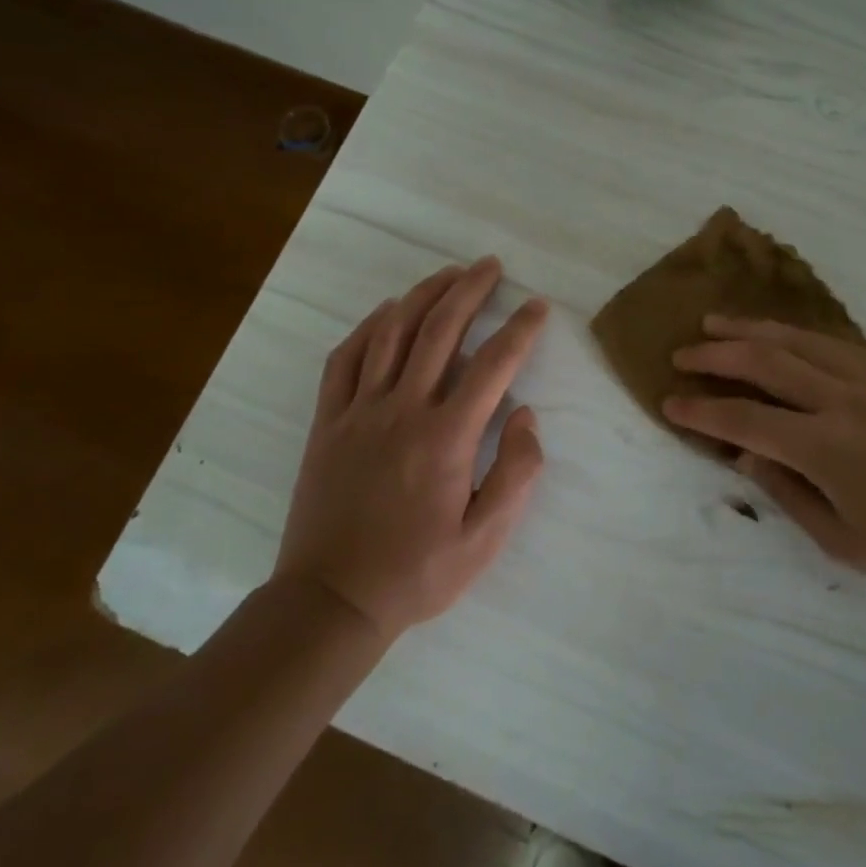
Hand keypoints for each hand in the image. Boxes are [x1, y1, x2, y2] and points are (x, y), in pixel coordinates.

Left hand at [274, 258, 549, 636]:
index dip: (520, 329)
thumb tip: (525, 416)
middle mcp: (402, 410)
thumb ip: (516, 474)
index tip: (537, 306)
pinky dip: (368, 327)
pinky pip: (345, 359)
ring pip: (391, 334)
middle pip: (439, 331)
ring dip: (422, 296)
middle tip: (490, 266)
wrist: (331, 600)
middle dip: (469, 290)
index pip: (493, 365)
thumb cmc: (417, 572)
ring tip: (447, 274)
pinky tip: (386, 312)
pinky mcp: (327, 423)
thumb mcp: (485, 539)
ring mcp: (358, 412)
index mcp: (446, 437)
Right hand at [664, 315, 865, 603]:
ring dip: (755, 329)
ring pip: (802, 340)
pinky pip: (839, 346)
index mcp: (827, 447)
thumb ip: (788, 493)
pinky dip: (802, 337)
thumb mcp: (844, 542)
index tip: (670, 401)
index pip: (745, 418)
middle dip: (718, 353)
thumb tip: (747, 456)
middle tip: (684, 350)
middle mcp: (846, 400)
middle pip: (767, 361)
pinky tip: (787, 338)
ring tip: (720, 322)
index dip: (702, 409)